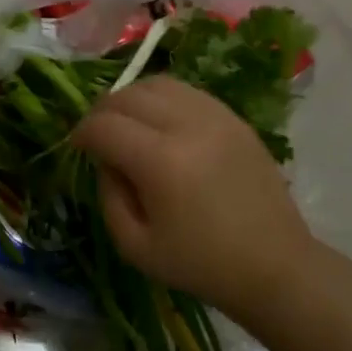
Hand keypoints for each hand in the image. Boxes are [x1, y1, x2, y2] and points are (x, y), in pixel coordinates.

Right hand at [71, 76, 313, 318]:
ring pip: (157, 84)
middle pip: (127, 95)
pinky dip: (162, 100)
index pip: (103, 125)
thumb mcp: (133, 245)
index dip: (81, 134)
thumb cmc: (200, 264)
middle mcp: (188, 126)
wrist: (274, 266)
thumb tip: (105, 159)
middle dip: (101, 112)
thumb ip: (108, 194)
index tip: (77, 149)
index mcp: (161, 162)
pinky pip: (187, 92)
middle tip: (97, 137)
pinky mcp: (235, 118)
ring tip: (127, 125)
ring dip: (132, 99)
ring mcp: (216, 117)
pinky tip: (159, 125)